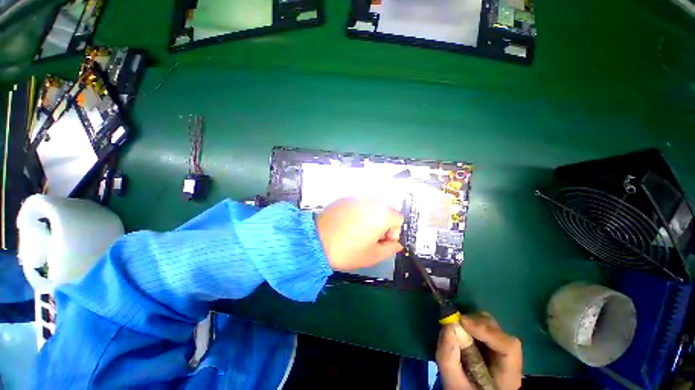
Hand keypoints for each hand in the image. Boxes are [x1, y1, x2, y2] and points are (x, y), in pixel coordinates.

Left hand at [315, 197, 403, 270]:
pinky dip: (359, 213)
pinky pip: (359, 205)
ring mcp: (356, 197)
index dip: (393, 232)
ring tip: (358, 231)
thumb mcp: (372, 256)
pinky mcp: (344, 198)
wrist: (315, 241)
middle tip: (370, 238)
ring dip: (371, 218)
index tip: (381, 242)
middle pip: (386, 211)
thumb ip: (390, 249)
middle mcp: (371, 200)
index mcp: (381, 213)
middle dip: (383, 224)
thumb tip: (397, 244)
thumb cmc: (346, 251)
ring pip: (372, 207)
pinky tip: (347, 225)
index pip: (398, 218)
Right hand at [436, 312, 522, 389]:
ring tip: (456, 327)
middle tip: (455, 323)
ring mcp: (500, 349)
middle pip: (498, 332)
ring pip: (490, 325)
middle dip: (475, 323)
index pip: (509, 347)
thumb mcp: (453, 383)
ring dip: (471, 321)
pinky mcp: (490, 343)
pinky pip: (482, 326)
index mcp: (508, 375)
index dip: (487, 330)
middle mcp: (509, 359)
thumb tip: (447, 325)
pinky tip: (459, 330)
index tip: (462, 322)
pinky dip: (469, 323)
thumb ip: (448, 358)